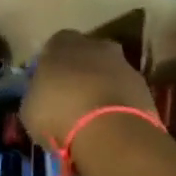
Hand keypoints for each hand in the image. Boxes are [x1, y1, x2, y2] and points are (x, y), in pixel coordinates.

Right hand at [23, 30, 156, 151]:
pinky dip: (118, 105)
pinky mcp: (145, 88)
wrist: (110, 132)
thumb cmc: (59, 113)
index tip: (46, 87)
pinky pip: (124, 93)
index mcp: (62, 43)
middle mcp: (95, 45)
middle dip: (79, 73)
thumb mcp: (30, 108)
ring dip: (101, 89)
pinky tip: (109, 125)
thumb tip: (40, 95)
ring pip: (108, 73)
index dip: (50, 67)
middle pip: (85, 56)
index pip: (54, 46)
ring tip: (91, 117)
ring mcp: (124, 64)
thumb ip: (36, 94)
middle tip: (70, 100)